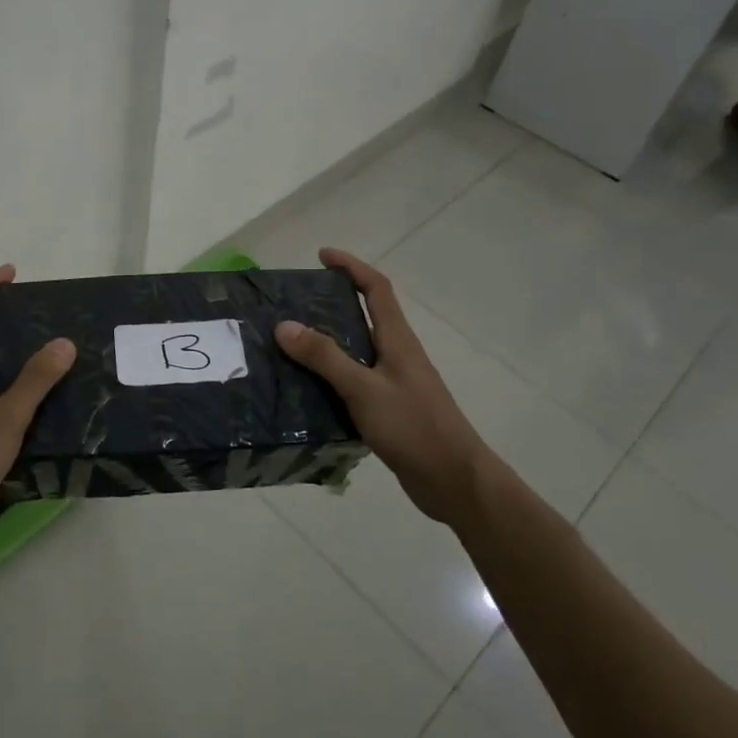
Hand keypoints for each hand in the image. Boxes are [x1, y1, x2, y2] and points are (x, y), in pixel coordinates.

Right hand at [273, 248, 481, 519]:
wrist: (454, 481)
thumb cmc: (413, 427)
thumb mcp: (363, 389)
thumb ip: (325, 357)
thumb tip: (284, 324)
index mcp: (397, 340)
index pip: (376, 288)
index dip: (352, 266)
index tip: (322, 256)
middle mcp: (396, 354)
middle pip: (364, 315)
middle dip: (331, 302)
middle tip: (293, 304)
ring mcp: (394, 382)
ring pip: (356, 350)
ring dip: (326, 342)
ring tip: (288, 344)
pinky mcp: (388, 409)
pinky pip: (353, 380)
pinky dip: (329, 376)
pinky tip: (304, 389)